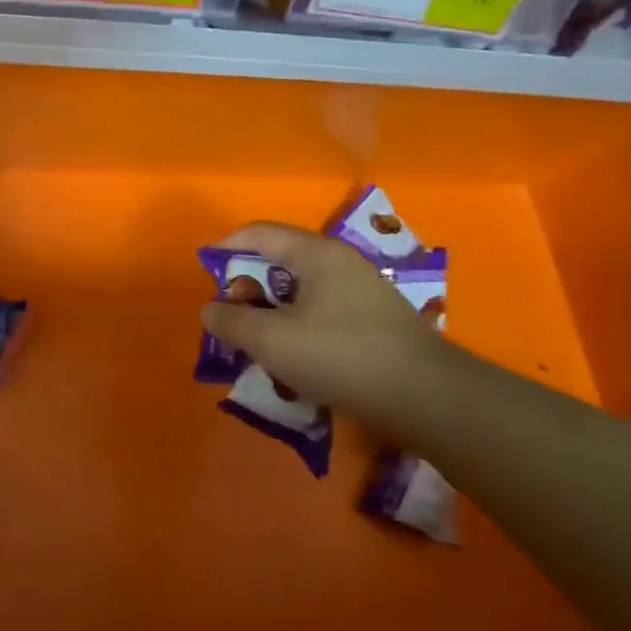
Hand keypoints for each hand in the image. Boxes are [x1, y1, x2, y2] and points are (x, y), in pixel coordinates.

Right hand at [200, 222, 460, 438]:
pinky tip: (293, 361)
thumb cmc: (341, 356)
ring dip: (271, 313)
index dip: (226, 247)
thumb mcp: (271, 341)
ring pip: (300, 292)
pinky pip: (321, 312)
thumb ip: (232, 321)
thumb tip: (210, 308)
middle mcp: (340, 263)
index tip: (204, 269)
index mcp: (315, 254)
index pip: (259, 233)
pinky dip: (296, 327)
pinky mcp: (373, 320)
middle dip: (248, 288)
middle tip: (231, 319)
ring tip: (257, 345)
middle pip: (279, 262)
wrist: (427, 397)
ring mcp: (361, 291)